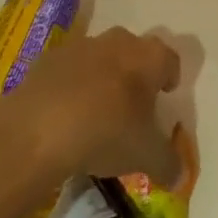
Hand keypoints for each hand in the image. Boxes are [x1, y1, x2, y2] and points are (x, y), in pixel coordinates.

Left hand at [0, 27, 181, 184]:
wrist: (38, 128)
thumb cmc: (105, 133)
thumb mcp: (144, 155)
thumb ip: (168, 163)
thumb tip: (180, 175)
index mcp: (149, 57)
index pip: (170, 59)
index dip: (170, 77)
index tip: (165, 95)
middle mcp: (120, 41)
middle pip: (135, 52)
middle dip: (136, 73)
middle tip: (131, 104)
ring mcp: (83, 46)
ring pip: (101, 57)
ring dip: (103, 76)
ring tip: (95, 110)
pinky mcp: (50, 58)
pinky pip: (69, 69)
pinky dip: (71, 85)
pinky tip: (64, 113)